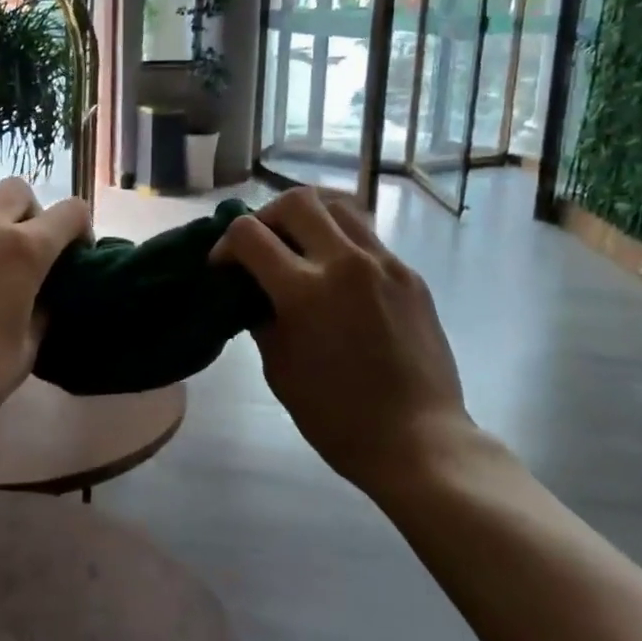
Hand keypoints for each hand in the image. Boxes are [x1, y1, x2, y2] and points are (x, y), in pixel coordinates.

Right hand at [213, 187, 477, 495]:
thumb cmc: (337, 416)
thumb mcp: (279, 368)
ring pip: (338, 206)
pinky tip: (339, 275)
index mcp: (304, 290)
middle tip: (262, 245)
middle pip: (296, 201)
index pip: (249, 233)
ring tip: (301, 248)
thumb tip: (252, 289)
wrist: (418, 439)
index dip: (225, 244)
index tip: (223, 266)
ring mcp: (383, 263)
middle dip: (267, 216)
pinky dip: (342, 241)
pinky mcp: (409, 274)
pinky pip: (368, 236)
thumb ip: (261, 316)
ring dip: (309, 218)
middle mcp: (344, 262)